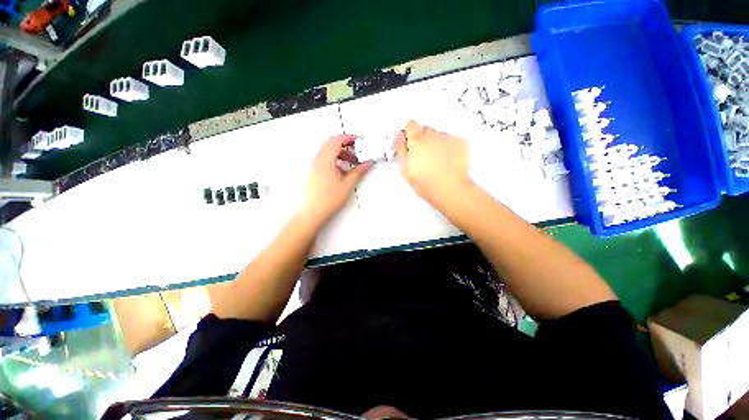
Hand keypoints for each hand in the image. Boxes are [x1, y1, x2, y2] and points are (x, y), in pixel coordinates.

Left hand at [304, 134, 371, 225]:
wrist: (314, 212)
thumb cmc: (331, 199)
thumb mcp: (347, 185)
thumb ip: (358, 172)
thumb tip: (368, 162)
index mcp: (325, 161)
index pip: (335, 141)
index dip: (347, 138)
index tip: (358, 141)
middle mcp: (318, 160)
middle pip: (330, 144)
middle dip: (345, 145)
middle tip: (357, 152)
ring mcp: (314, 166)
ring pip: (327, 152)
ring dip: (340, 153)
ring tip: (352, 163)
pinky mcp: (314, 172)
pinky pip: (325, 160)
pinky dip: (335, 160)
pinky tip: (343, 171)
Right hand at [394, 120, 471, 210]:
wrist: (450, 189)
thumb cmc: (426, 183)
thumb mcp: (405, 169)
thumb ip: (400, 149)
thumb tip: (398, 134)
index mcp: (416, 141)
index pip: (411, 125)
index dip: (411, 133)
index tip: (411, 142)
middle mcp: (432, 135)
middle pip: (426, 130)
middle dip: (424, 139)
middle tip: (424, 156)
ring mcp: (447, 138)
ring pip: (440, 135)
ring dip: (437, 143)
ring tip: (438, 161)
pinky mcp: (461, 142)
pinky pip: (452, 140)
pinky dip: (450, 147)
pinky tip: (449, 161)